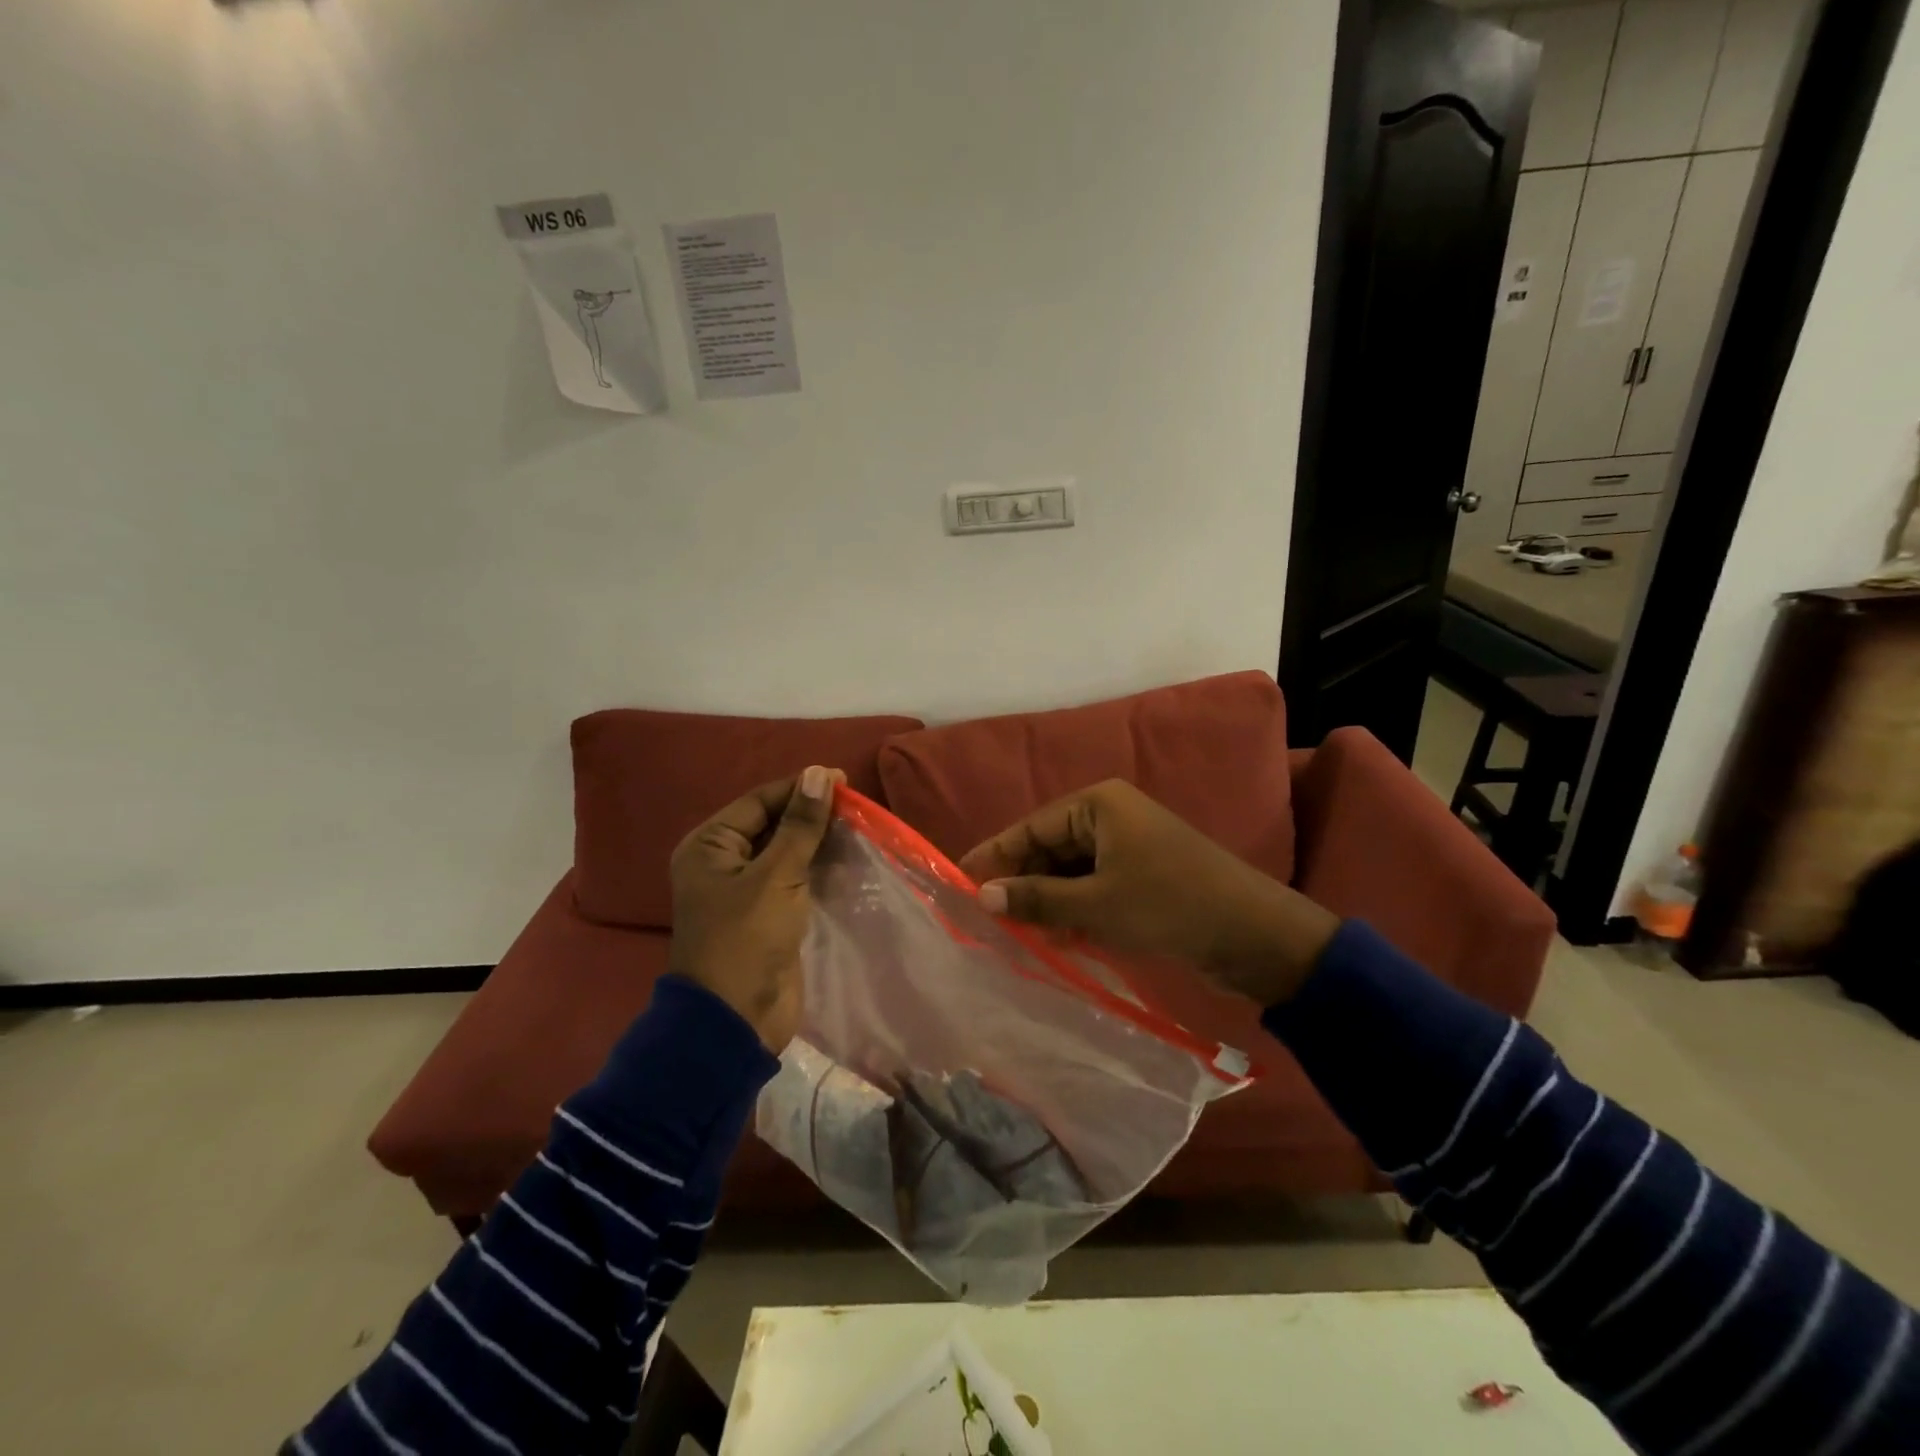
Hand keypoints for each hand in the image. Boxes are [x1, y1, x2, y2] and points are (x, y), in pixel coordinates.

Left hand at [667, 765, 843, 1049]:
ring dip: (818, 840)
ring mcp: (745, 889)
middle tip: (855, 807)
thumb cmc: (747, 938)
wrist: (737, 1018)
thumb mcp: (775, 876)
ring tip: (858, 828)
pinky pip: (795, 877)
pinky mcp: (768, 913)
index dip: (800, 789)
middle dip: (811, 814)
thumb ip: (800, 825)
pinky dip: (819, 867)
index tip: (843, 781)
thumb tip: (818, 774)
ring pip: (787, 851)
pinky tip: (849, 859)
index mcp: (710, 845)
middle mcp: (723, 861)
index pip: (760, 801)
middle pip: (773, 823)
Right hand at [957, 779, 1340, 1006]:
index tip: (958, 881)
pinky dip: (1075, 909)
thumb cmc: (1169, 905)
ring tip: (1018, 936)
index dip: (994, 856)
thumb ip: (1036, 898)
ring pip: (1070, 871)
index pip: (1031, 828)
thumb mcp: (1096, 904)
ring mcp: (1128, 846)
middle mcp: (1110, 817)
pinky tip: (1058, 938)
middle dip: (1022, 883)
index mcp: (1098, 806)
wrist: (1253, 934)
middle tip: (987, 919)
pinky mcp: (1142, 876)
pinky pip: (1093, 887)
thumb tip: (982, 896)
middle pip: (1049, 848)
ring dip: (1047, 901)